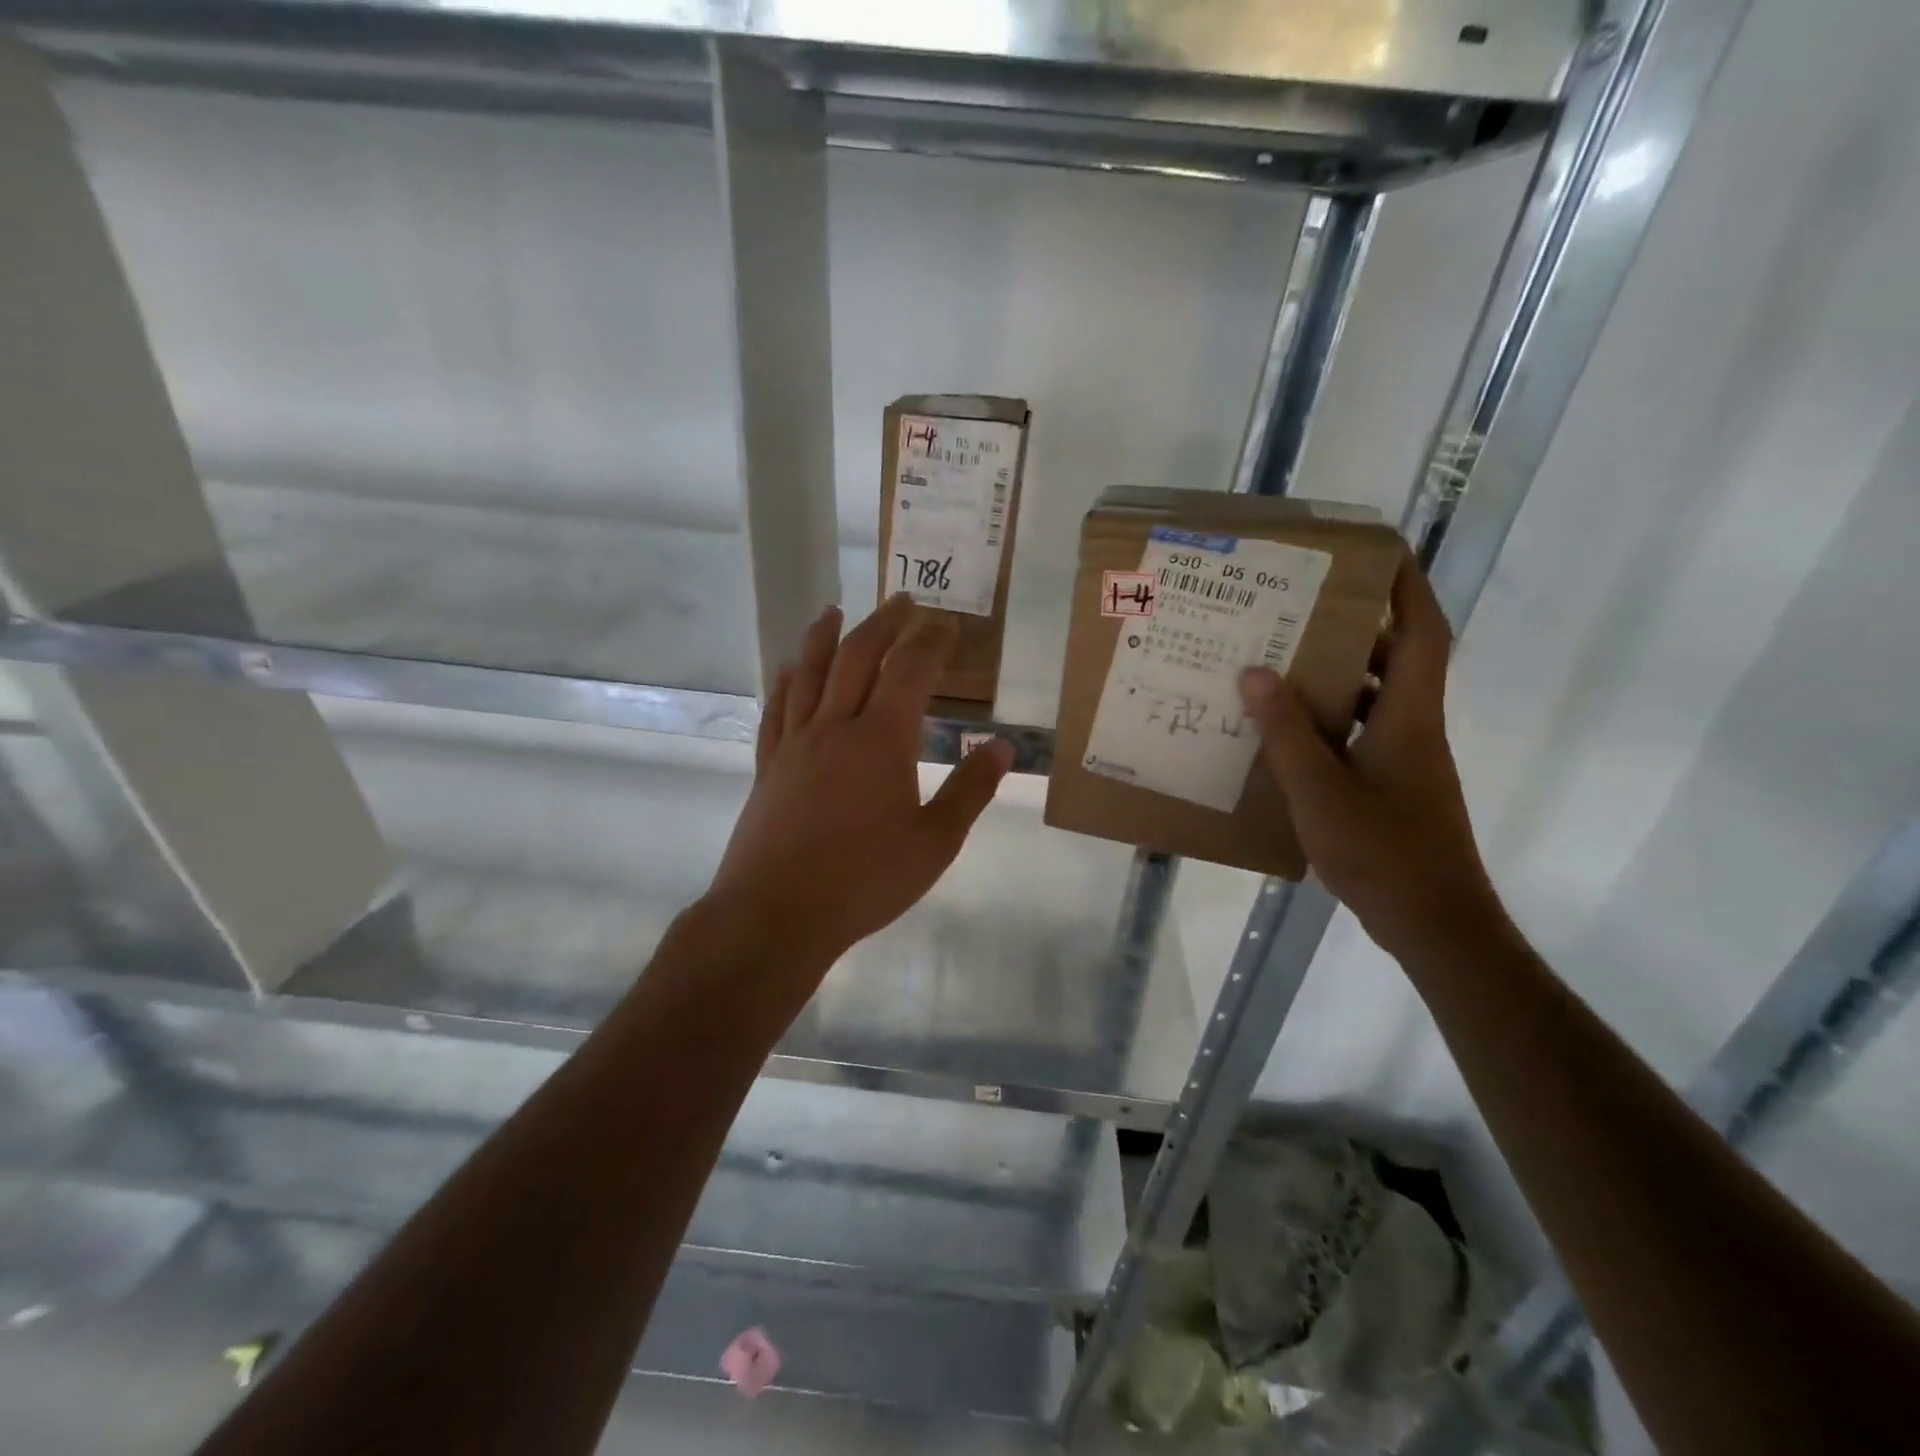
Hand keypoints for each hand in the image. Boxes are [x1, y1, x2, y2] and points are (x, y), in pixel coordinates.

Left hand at [704, 594, 1014, 972]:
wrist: (777, 914)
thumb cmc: (865, 880)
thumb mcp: (935, 842)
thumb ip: (970, 790)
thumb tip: (1002, 746)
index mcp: (881, 739)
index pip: (910, 670)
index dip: (930, 641)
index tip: (947, 625)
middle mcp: (835, 726)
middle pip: (857, 657)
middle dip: (884, 623)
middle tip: (901, 601)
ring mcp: (796, 743)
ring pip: (809, 673)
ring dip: (825, 636)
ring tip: (835, 611)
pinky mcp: (769, 766)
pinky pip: (776, 709)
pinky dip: (785, 680)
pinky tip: (788, 668)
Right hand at [1238, 560, 1506, 958]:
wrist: (1433, 921)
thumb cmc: (1382, 851)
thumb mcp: (1320, 790)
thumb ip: (1287, 732)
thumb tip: (1257, 672)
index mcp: (1408, 717)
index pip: (1422, 633)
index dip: (1407, 589)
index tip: (1379, 553)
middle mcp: (1414, 728)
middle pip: (1396, 659)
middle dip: (1356, 627)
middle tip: (1300, 609)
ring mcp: (1406, 760)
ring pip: (1376, 699)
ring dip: (1338, 676)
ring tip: (1281, 663)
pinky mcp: (1393, 786)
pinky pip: (1360, 734)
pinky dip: (1330, 722)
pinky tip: (1286, 734)